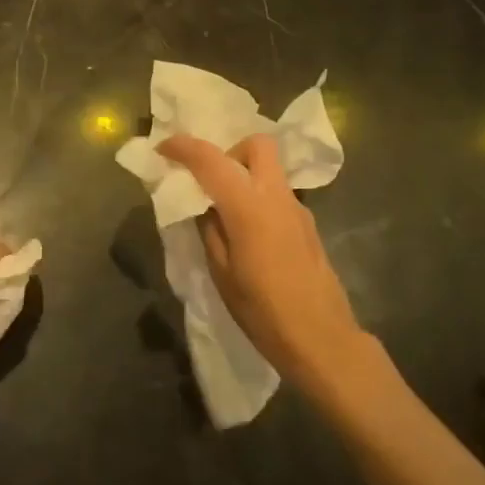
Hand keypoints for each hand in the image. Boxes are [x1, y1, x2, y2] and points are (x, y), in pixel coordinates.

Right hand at [157, 134, 367, 391]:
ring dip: (244, 174)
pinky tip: (247, 232)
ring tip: (224, 209)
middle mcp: (277, 196)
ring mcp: (297, 208)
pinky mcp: (308, 224)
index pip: (211, 160)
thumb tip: (204, 206)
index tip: (163, 148)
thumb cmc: (263, 311)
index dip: (183, 147)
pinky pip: (277, 193)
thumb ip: (210, 230)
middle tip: (209, 179)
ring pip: (270, 168)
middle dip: (229, 150)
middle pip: (257, 145)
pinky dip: (258, 195)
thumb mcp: (221, 273)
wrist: (321, 339)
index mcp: (249, 206)